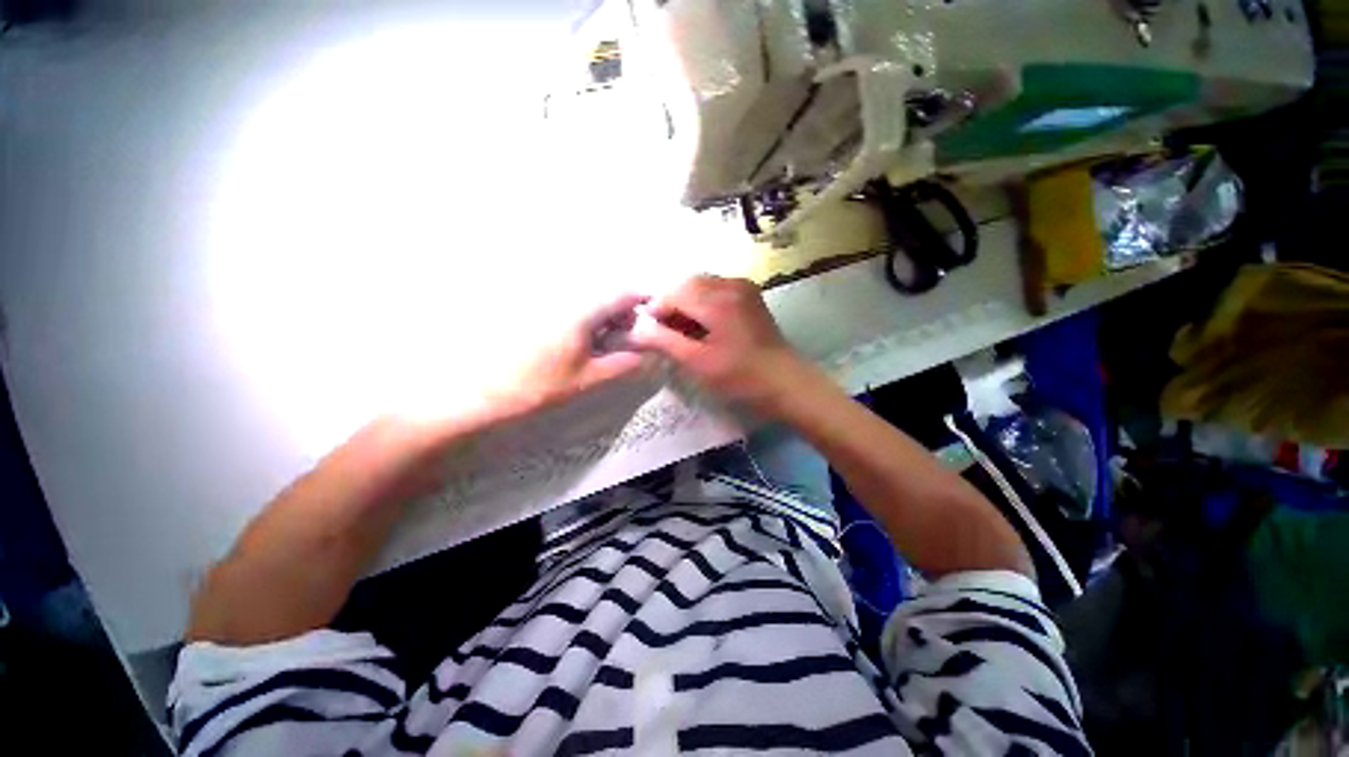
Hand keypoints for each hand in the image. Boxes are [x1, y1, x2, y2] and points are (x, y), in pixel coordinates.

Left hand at [493, 293, 648, 414]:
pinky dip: (586, 320)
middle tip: (626, 338)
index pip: (621, 294)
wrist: (488, 390)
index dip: (640, 300)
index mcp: (582, 314)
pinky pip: (572, 309)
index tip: (650, 315)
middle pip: (606, 295)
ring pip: (589, 301)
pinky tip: (581, 342)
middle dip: (622, 313)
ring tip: (604, 343)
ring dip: (604, 317)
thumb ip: (620, 365)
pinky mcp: (538, 315)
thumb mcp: (587, 379)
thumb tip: (643, 355)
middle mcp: (567, 302)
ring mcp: (550, 306)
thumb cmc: (541, 385)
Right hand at [630, 275, 804, 412]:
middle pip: (688, 284)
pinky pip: (716, 291)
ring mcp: (743, 287)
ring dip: (686, 304)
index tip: (648, 330)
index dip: (657, 309)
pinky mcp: (749, 295)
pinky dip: (702, 304)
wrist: (785, 381)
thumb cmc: (741, 377)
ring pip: (701, 286)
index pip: (674, 292)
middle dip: (671, 305)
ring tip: (680, 332)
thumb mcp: (698, 362)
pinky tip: (700, 326)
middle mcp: (731, 284)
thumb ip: (665, 341)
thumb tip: (638, 329)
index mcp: (718, 299)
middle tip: (663, 332)